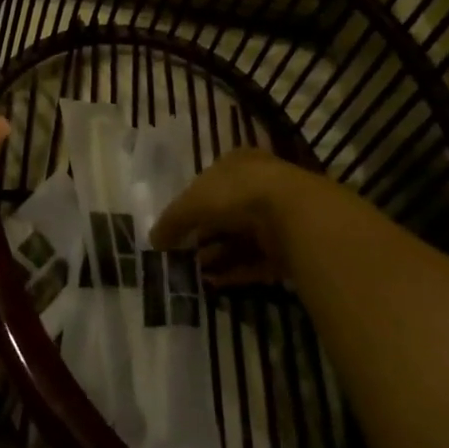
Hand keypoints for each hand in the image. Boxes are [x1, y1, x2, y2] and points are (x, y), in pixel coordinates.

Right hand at [150, 147, 359, 285]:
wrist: (295, 215)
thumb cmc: (236, 194)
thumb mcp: (192, 202)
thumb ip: (172, 220)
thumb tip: (153, 239)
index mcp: (237, 163)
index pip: (210, 182)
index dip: (192, 205)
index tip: (178, 227)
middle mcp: (259, 185)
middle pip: (226, 213)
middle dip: (205, 235)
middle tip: (185, 254)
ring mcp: (278, 216)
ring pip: (241, 239)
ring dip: (218, 256)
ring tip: (196, 273)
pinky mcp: (291, 247)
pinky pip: (258, 261)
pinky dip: (237, 272)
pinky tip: (216, 284)